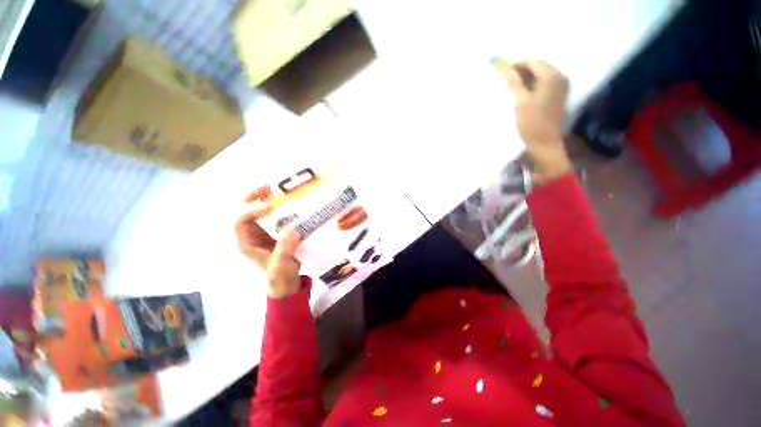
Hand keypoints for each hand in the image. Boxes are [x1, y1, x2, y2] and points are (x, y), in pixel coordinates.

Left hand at [234, 185, 302, 298]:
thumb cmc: (279, 275)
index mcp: (245, 241)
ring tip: (276, 188)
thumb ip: (284, 249)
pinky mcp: (274, 229)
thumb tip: (292, 230)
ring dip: (264, 196)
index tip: (269, 206)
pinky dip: (277, 203)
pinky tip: (288, 199)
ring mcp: (262, 230)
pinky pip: (272, 213)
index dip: (250, 211)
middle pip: (243, 209)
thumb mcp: (281, 265)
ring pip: (256, 208)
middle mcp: (250, 233)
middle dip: (252, 196)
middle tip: (268, 186)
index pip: (239, 221)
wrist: (286, 280)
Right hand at [500, 59, 572, 181]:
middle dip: (521, 71)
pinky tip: (523, 94)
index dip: (517, 64)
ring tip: (511, 88)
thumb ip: (512, 82)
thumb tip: (501, 65)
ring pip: (541, 76)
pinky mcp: (559, 96)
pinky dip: (532, 86)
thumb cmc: (531, 123)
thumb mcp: (520, 102)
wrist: (545, 144)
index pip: (533, 61)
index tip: (501, 72)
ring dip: (526, 79)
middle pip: (539, 67)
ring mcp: (561, 87)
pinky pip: (544, 84)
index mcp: (552, 76)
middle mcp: (560, 77)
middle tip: (505, 80)